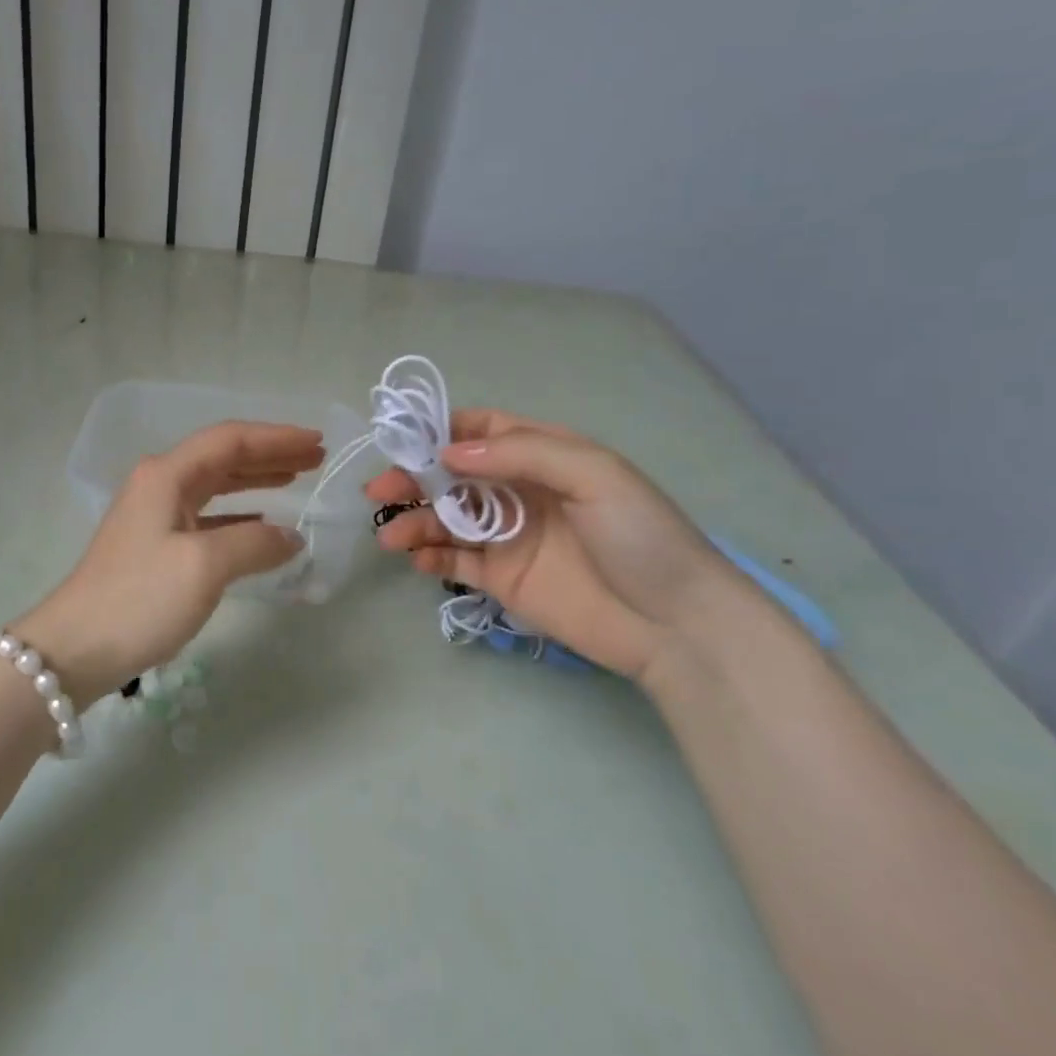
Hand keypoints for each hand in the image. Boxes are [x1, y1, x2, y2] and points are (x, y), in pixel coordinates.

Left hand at [14, 422, 321, 704]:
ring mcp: (156, 515)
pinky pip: (209, 516)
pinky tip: (263, 525)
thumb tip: (290, 537)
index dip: (277, 438)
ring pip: (217, 485)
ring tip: (296, 478)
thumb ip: (254, 544)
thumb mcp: (204, 567)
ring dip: (257, 479)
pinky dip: (240, 515)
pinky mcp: (156, 545)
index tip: (317, 441)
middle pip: (224, 457)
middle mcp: (160, 484)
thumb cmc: (140, 598)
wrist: (75, 649)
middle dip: (271, 454)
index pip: (231, 439)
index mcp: (168, 474)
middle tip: (315, 457)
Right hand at [367, 411, 763, 682]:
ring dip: (415, 521)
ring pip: (447, 518)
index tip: (403, 441)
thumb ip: (521, 453)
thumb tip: (450, 452)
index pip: (482, 430)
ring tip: (390, 536)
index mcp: (543, 455)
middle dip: (413, 478)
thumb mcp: (593, 474)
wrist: (676, 625)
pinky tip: (415, 558)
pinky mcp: (503, 579)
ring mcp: (508, 536)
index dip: (440, 431)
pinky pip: (456, 561)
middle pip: (453, 474)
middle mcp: (519, 490)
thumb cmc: (639, 536)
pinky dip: (430, 555)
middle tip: (379, 492)